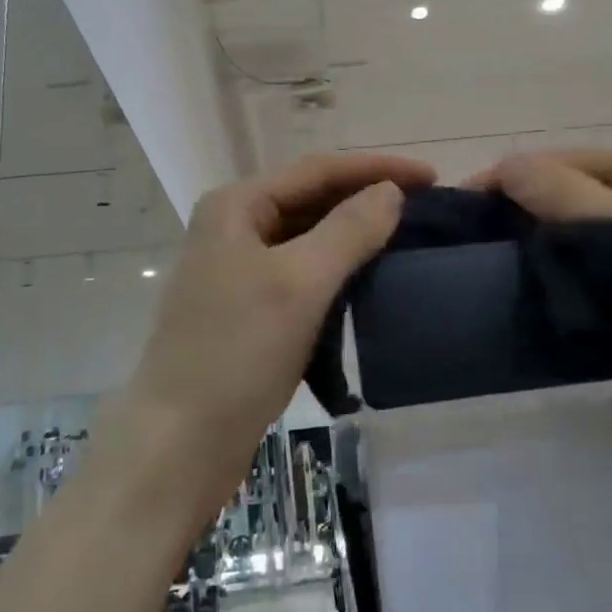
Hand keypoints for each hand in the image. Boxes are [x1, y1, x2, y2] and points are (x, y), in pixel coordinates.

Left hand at [123, 153, 435, 498]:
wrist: (180, 443)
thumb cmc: (237, 351)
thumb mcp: (300, 283)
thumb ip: (349, 230)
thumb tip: (390, 193)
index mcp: (236, 206)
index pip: (318, 170)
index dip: (377, 168)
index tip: (431, 177)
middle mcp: (234, 227)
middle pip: (312, 199)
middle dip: (367, 199)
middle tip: (426, 207)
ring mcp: (238, 269)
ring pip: (309, 238)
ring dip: (355, 235)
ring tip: (406, 238)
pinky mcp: (249, 308)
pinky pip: (303, 273)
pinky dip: (338, 271)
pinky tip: (370, 279)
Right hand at [475, 148, 611, 446]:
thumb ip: (565, 195)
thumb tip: (506, 165)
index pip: (557, 160)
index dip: (508, 179)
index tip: (463, 214)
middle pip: (570, 194)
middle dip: (524, 213)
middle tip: (477, 250)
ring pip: (584, 236)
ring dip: (546, 248)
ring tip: (500, 276)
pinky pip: (602, 272)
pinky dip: (572, 279)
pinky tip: (545, 300)